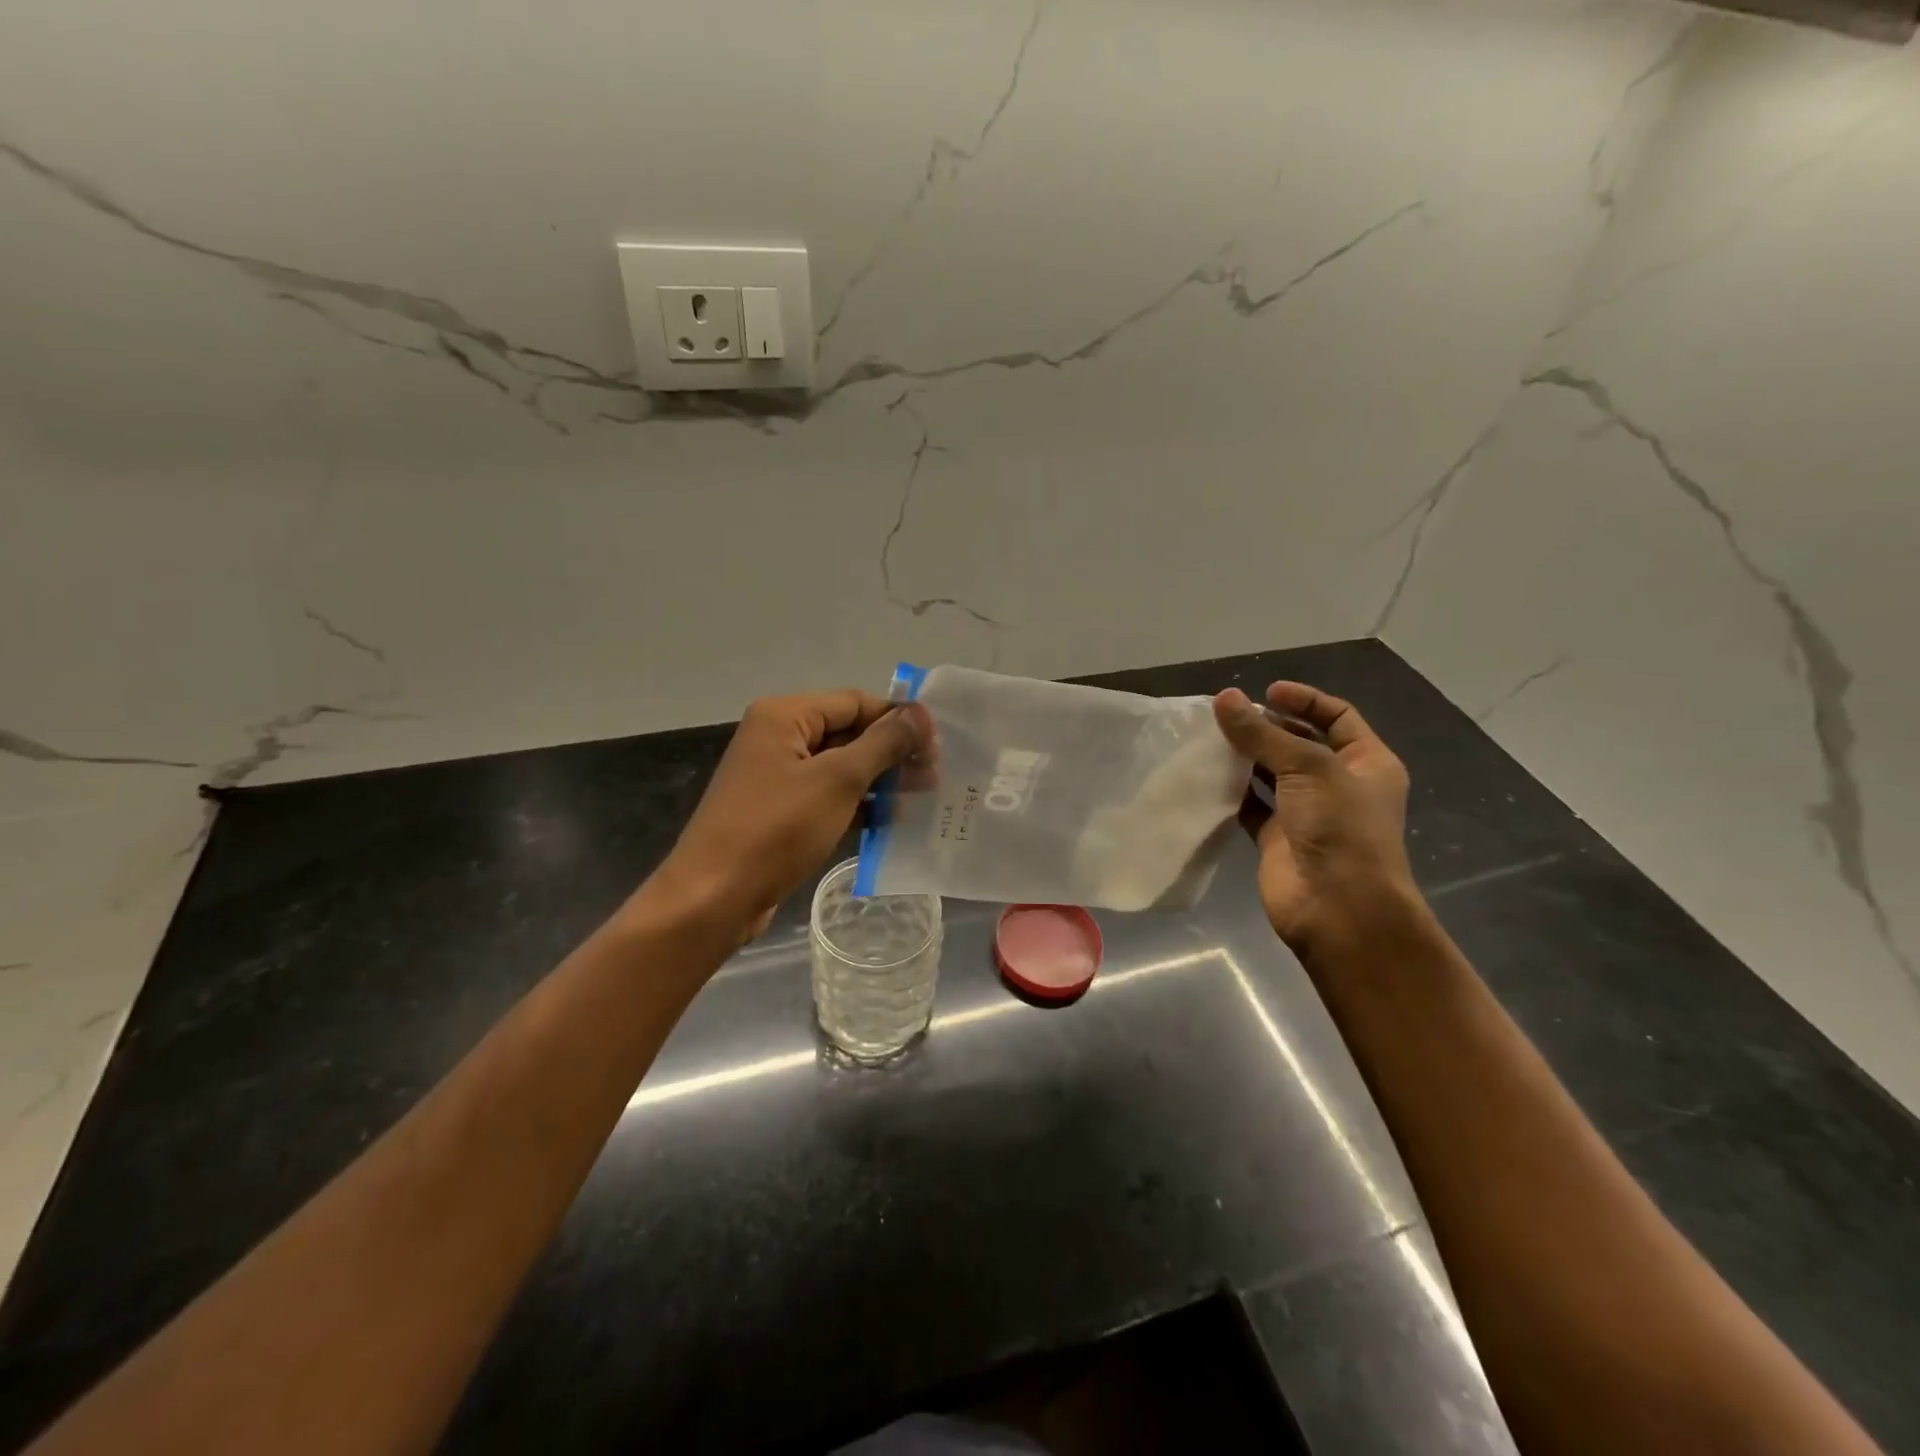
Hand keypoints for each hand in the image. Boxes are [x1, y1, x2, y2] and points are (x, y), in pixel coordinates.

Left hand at [649, 690, 928, 937]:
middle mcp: (777, 738)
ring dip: (879, 781)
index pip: (854, 702)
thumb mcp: (838, 780)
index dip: (897, 719)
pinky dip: (857, 805)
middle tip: (934, 776)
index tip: (938, 744)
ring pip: (840, 768)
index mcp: (784, 716)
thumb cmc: (777, 829)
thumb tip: (920, 712)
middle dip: (891, 753)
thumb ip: (883, 743)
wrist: (714, 898)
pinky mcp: (779, 813)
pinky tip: (890, 821)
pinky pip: (827, 797)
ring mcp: (777, 777)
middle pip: (848, 733)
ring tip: (921, 798)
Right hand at [1213, 682, 1422, 958]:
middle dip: (1267, 728)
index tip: (1266, 692)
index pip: (1337, 717)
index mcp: (1367, 763)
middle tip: (1228, 717)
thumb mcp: (1308, 768)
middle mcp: (1339, 785)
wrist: (1338, 908)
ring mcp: (1307, 813)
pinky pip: (1251, 806)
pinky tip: (1207, 776)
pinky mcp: (1277, 839)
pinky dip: (1232, 792)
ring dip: (1245, 758)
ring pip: (1272, 774)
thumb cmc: (1340, 829)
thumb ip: (1262, 734)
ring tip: (1210, 739)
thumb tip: (1224, 698)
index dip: (1304, 700)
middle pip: (1300, 743)